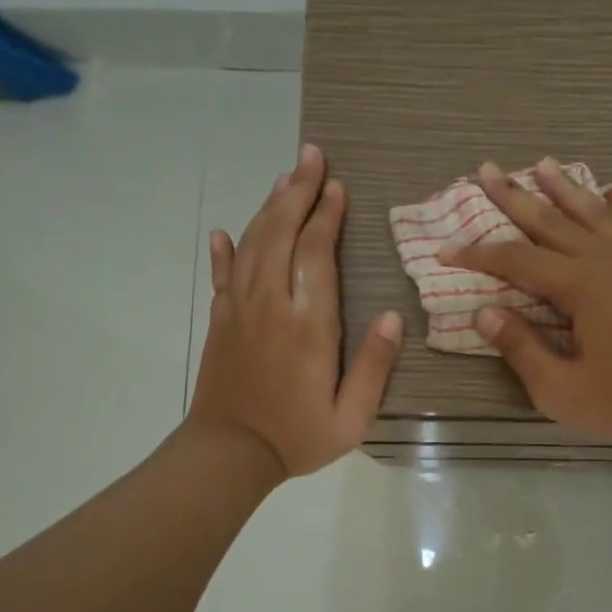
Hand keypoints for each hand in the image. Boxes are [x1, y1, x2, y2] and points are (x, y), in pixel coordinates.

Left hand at [188, 143, 401, 478]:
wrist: (228, 455)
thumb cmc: (297, 437)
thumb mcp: (351, 417)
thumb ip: (374, 366)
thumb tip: (392, 317)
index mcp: (308, 326)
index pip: (316, 254)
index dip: (327, 216)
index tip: (337, 187)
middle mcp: (270, 305)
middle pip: (282, 234)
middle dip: (298, 192)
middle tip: (310, 157)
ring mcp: (238, 310)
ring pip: (252, 244)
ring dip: (269, 208)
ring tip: (285, 177)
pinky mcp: (219, 321)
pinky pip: (221, 275)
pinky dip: (223, 251)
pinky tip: (224, 231)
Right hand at [441, 157, 611, 449]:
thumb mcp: (558, 389)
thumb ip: (520, 347)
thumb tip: (483, 313)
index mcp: (580, 288)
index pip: (518, 261)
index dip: (479, 254)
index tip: (447, 248)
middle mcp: (610, 264)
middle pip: (555, 224)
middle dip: (516, 198)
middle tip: (488, 170)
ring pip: (601, 217)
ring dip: (570, 190)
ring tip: (546, 164)